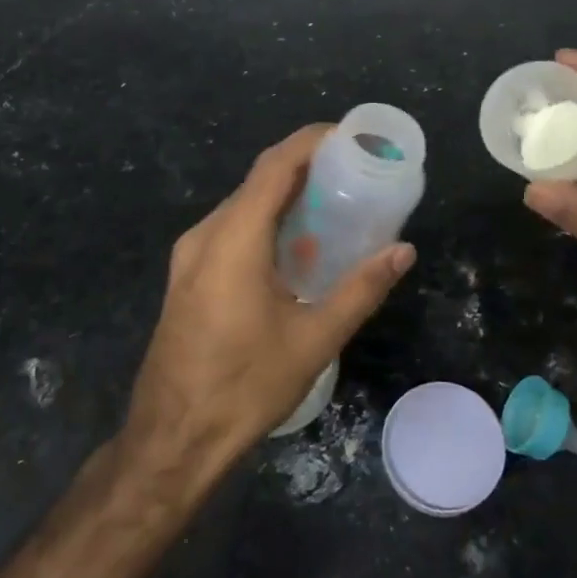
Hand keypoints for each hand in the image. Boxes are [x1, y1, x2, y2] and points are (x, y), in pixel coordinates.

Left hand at [121, 125, 415, 483]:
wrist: (172, 440)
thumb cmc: (244, 387)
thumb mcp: (313, 339)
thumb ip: (361, 289)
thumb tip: (404, 251)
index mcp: (234, 238)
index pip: (275, 166)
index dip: (311, 142)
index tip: (350, 137)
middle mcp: (206, 235)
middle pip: (258, 181)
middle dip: (304, 167)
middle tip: (353, 172)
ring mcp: (189, 256)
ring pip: (242, 205)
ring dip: (284, 196)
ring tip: (333, 203)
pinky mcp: (187, 276)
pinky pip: (230, 230)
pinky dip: (265, 222)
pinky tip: (295, 246)